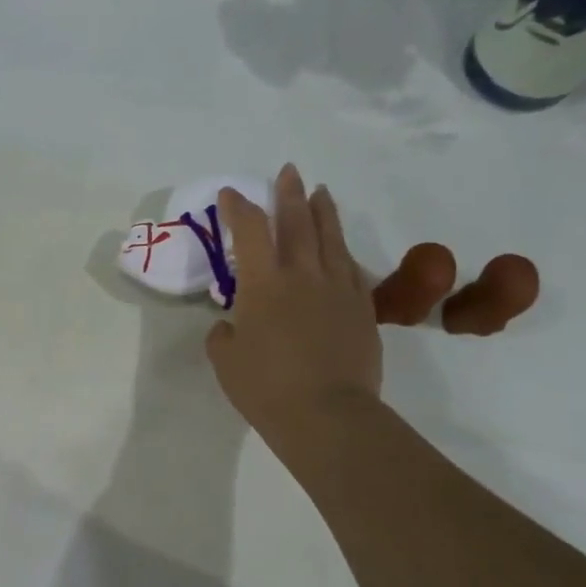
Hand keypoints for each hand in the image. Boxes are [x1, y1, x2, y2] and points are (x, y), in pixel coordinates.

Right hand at [208, 165, 382, 436]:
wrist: (326, 413)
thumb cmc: (265, 387)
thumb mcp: (225, 360)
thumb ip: (225, 334)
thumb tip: (232, 325)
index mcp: (263, 284)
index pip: (249, 231)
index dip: (239, 208)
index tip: (231, 194)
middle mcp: (302, 275)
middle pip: (297, 222)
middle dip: (289, 194)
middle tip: (288, 172)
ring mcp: (337, 289)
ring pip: (331, 239)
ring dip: (323, 212)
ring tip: (320, 192)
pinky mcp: (361, 308)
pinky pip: (352, 268)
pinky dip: (343, 251)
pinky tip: (341, 247)